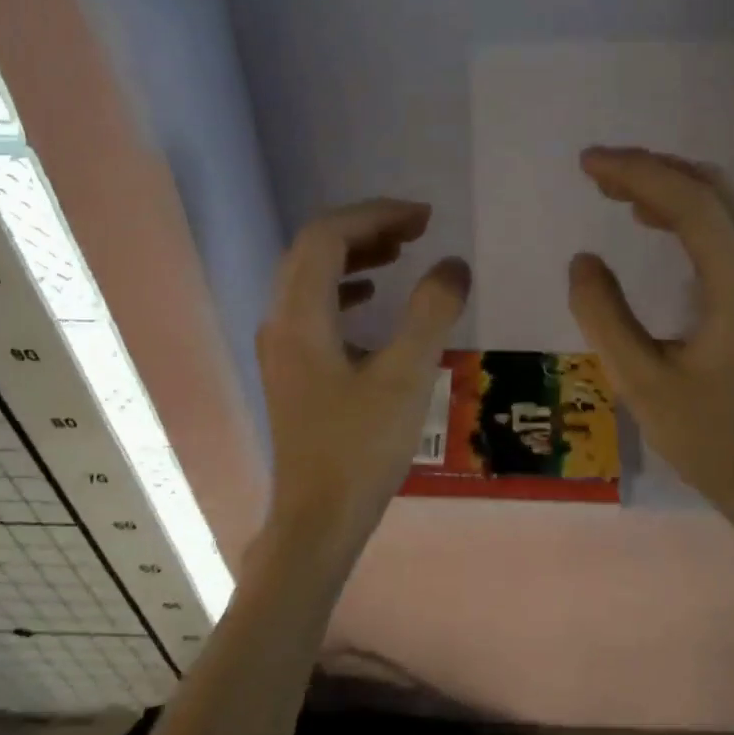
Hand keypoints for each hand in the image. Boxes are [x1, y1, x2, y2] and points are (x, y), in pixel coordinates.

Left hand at [258, 200, 469, 550]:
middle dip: (365, 228)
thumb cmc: (361, 450)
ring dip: (354, 255)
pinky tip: (373, 300)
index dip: (376, 215)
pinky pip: (314, 306)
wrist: (318, 519)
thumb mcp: (406, 378)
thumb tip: (453, 264)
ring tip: (400, 252)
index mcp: (300, 316)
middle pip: (314, 249)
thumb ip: (431, 313)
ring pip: (310, 276)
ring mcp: (281, 346)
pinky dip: (345, 289)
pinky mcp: (291, 368)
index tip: (424, 218)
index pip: (328, 236)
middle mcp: (280, 321)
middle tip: (416, 228)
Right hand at [567, 147, 733, 536]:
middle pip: (713, 191)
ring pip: (722, 207)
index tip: (588, 164)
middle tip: (596, 169)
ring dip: (668, 187)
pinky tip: (651, 220)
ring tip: (613, 188)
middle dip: (653, 169)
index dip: (638, 173)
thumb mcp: (641, 381)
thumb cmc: (707, 436)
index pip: (691, 203)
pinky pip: (725, 233)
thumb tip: (584, 260)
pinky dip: (685, 214)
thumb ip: (605, 316)